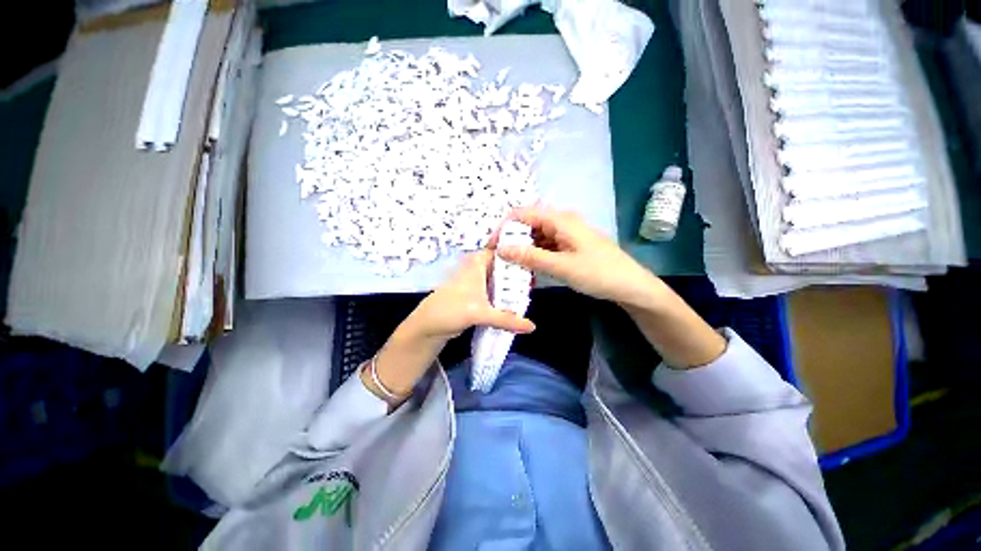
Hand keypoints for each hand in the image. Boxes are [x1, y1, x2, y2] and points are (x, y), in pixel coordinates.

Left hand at [366, 250, 534, 401]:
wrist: (428, 326)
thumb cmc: (451, 310)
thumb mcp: (480, 313)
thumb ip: (507, 319)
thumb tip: (533, 327)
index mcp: (477, 263)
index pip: (501, 250)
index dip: (517, 252)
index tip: (535, 257)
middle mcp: (478, 268)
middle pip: (502, 264)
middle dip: (518, 269)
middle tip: (537, 275)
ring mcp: (477, 281)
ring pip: (499, 277)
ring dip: (512, 282)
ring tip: (531, 287)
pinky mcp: (476, 294)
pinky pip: (495, 289)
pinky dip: (505, 293)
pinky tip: (516, 299)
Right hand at [496, 206, 724, 368]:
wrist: (630, 286)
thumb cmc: (598, 273)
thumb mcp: (561, 266)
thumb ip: (530, 256)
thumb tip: (501, 249)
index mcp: (560, 220)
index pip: (523, 214)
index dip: (504, 228)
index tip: (493, 247)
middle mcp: (561, 222)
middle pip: (528, 224)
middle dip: (512, 240)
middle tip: (501, 260)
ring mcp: (566, 234)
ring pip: (536, 236)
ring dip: (523, 249)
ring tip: (511, 266)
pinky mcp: (569, 246)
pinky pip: (546, 246)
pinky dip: (535, 255)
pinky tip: (529, 268)